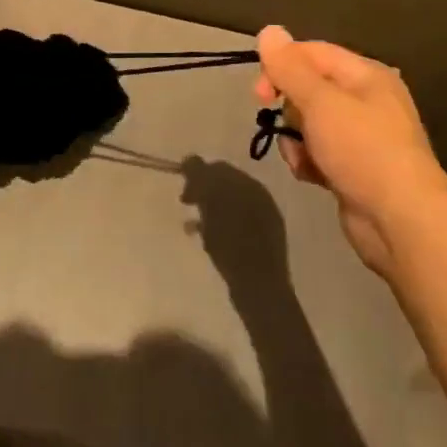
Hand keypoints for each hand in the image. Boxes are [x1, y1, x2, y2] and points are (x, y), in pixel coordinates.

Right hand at [180, 156, 289, 281]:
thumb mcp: (211, 202)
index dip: (198, 173)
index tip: (182, 186)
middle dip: (203, 191)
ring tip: (192, 224)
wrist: (259, 287)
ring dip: (208, 210)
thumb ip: (200, 176)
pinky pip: (234, 226)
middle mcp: (261, 199)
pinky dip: (218, 228)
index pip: (220, 168)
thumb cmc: (232, 241)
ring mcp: (264, 223)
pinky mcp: (261, 245)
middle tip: (186, 202)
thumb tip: (191, 159)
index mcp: (252, 185)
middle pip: (226, 186)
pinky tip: (205, 240)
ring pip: (228, 207)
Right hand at [253, 26, 446, 272]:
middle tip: (280, 124)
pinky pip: (318, 152)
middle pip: (309, 87)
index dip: (281, 66)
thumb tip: (268, 30)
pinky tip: (312, 175)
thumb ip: (289, 67)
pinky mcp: (355, 168)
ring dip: (296, 138)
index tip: (260, 93)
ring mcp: (362, 137)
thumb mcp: (320, 102)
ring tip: (303, 157)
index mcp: (366, 76)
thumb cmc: (362, 150)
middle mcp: (367, 100)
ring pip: (309, 123)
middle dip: (289, 107)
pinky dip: (309, 161)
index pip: (312, 52)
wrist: (402, 222)